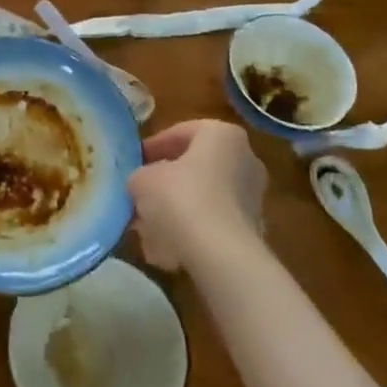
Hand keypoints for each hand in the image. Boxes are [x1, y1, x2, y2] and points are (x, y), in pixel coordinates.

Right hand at [126, 120, 265, 269]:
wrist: (220, 254)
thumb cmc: (180, 199)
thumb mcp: (142, 180)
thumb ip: (139, 176)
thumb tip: (142, 184)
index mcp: (222, 135)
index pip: (181, 132)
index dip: (153, 147)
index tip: (134, 162)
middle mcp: (245, 159)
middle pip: (195, 166)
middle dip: (166, 181)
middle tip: (140, 193)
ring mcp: (252, 196)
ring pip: (202, 197)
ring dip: (175, 209)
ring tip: (147, 227)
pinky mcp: (252, 228)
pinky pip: (212, 223)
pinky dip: (190, 231)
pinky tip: (165, 248)